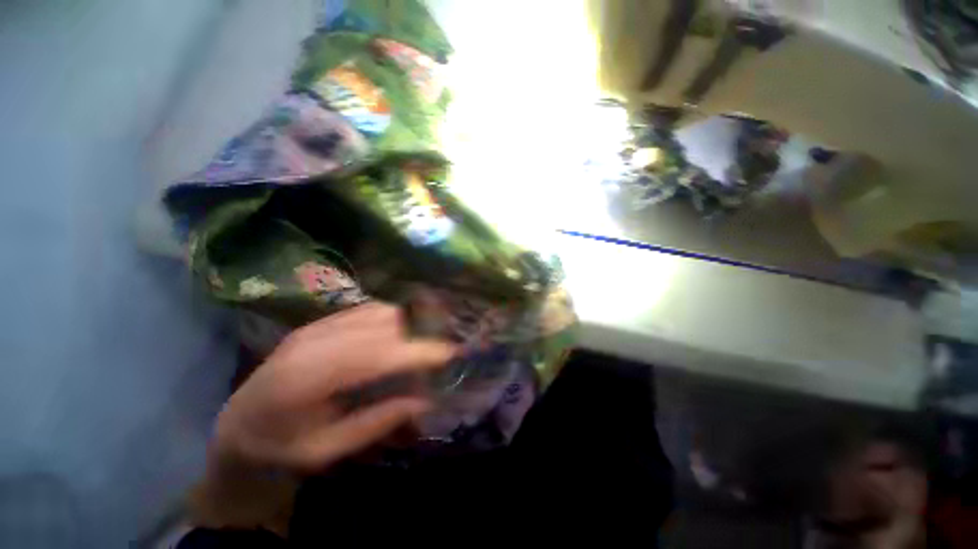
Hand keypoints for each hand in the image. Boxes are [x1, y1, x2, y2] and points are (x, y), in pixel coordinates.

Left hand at [193, 302, 454, 532]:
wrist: (234, 430)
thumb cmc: (278, 450)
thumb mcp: (326, 451)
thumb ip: (377, 422)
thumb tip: (424, 398)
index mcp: (306, 378)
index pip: (376, 353)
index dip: (417, 350)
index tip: (450, 353)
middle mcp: (312, 341)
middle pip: (381, 323)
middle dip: (420, 331)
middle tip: (444, 347)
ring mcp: (315, 326)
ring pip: (377, 311)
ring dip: (408, 321)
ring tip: (427, 339)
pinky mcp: (318, 323)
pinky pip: (366, 310)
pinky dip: (392, 318)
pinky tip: (402, 332)